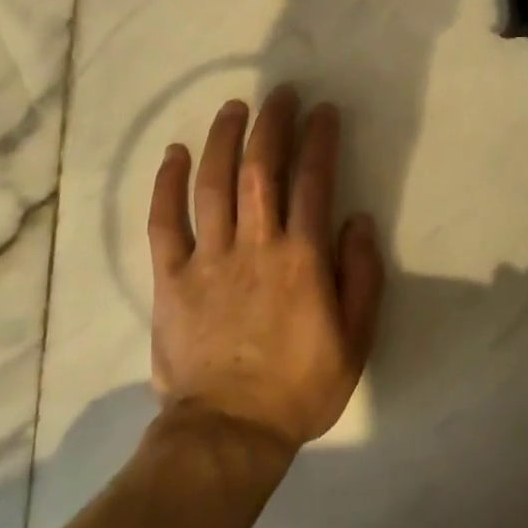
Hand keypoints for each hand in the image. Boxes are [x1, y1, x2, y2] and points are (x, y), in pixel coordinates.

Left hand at [148, 87, 384, 455]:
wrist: (229, 433)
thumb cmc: (299, 388)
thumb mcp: (355, 341)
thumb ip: (362, 277)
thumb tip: (359, 221)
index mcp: (301, 259)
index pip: (313, 181)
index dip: (319, 139)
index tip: (323, 110)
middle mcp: (255, 245)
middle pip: (261, 169)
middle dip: (272, 124)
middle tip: (279, 94)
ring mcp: (209, 258)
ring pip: (214, 183)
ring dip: (224, 139)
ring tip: (233, 107)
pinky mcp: (172, 276)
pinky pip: (165, 221)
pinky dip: (168, 184)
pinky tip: (175, 153)